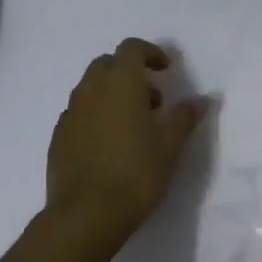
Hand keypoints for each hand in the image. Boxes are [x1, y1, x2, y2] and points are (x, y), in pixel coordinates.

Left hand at [45, 38, 204, 248]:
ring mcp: (70, 113)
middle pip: (107, 65)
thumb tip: (203, 98)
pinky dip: (95, 117)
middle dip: (130, 74)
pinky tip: (109, 146)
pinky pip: (79, 114)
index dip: (150, 53)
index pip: (132, 48)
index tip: (166, 70)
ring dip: (112, 96)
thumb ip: (185, 116)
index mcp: (120, 82)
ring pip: (91, 89)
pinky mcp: (58, 136)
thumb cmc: (137, 172)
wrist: (87, 213)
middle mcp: (90, 89)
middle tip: (152, 101)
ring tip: (133, 127)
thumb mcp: (171, 144)